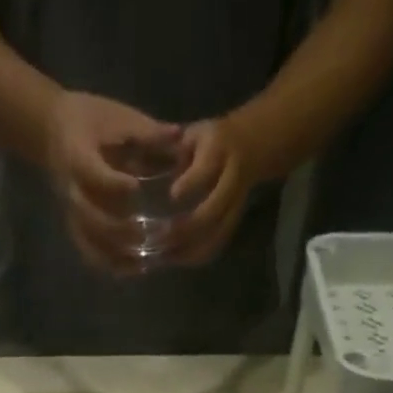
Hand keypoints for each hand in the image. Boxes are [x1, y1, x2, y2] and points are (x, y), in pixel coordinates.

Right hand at [44, 92, 177, 274]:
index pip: (92, 174)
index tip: (135, 187)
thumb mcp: (117, 117)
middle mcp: (71, 189)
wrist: (55, 132)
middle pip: (88, 217)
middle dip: (115, 229)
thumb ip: (146, 132)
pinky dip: (110, 263)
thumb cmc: (92, 120)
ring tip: (142, 261)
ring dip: (114, 254)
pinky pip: (89, 251)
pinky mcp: (76, 226)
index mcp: (78, 156)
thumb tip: (179, 136)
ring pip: (89, 241)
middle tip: (144, 233)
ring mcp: (72, 212)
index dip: (112, 184)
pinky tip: (133, 268)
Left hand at [165, 117, 258, 266]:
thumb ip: (171, 150)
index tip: (172, 195)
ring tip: (165, 255)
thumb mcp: (192, 134)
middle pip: (213, 211)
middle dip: (186, 228)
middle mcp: (231, 178)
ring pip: (216, 234)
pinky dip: (196, 256)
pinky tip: (176, 258)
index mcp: (219, 149)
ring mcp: (235, 203)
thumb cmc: (209, 140)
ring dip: (190, 249)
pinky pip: (217, 244)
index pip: (207, 169)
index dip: (190, 184)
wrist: (250, 144)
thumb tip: (141, 169)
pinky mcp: (234, 221)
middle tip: (160, 237)